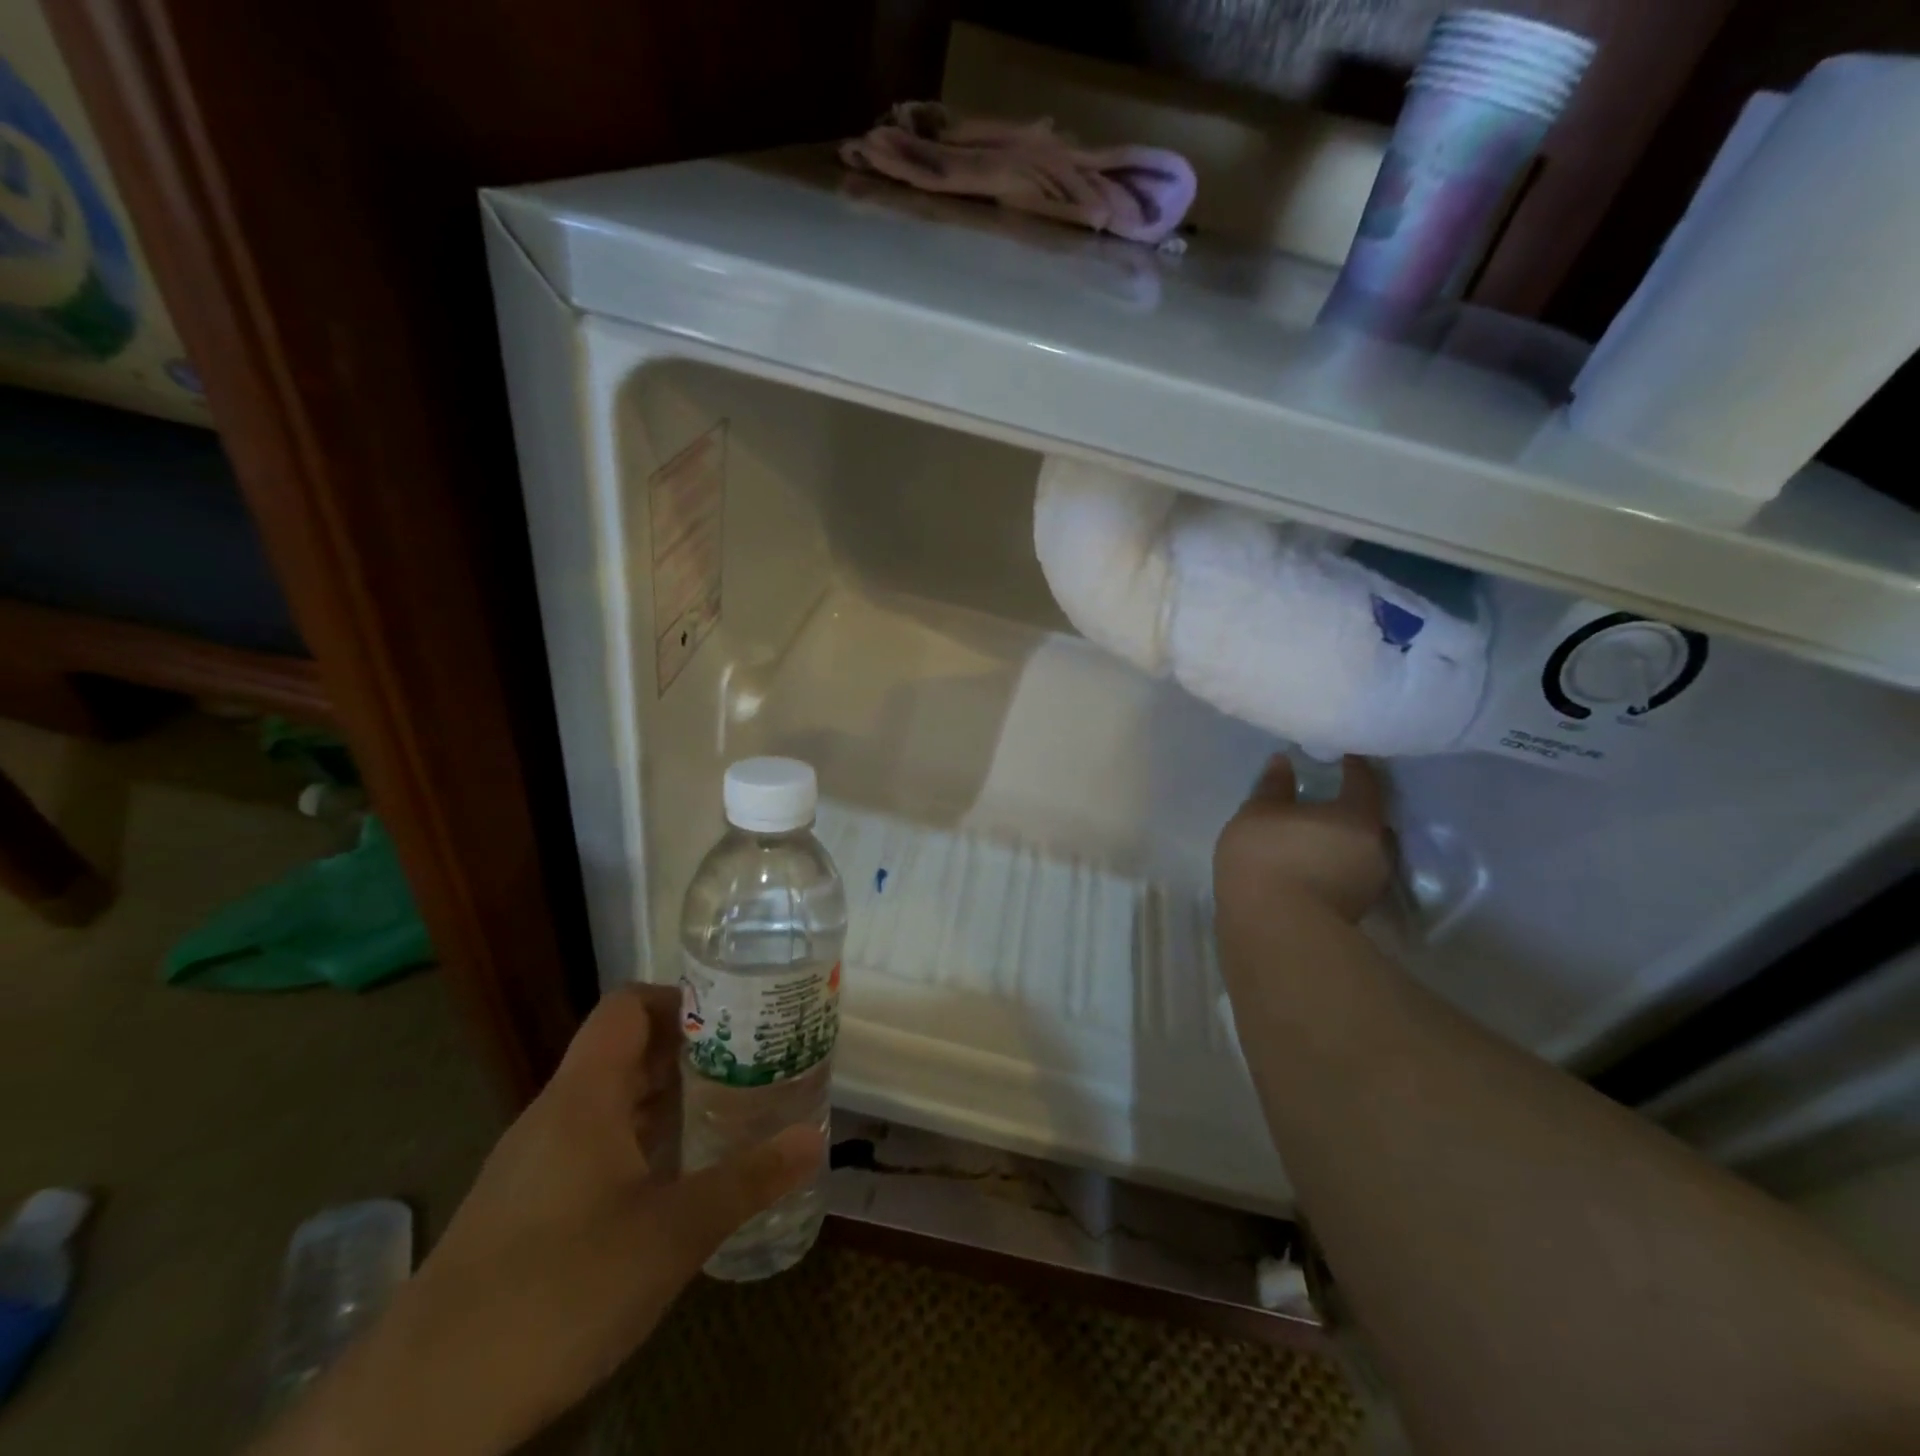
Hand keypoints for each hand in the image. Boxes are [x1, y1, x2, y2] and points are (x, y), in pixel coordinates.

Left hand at [255, 985, 822, 1455]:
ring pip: (611, 1103)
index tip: (735, 1018)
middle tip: (752, 1063)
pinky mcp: (526, 1208)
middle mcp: (556, 1113)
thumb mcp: (672, 1234)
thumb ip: (747, 1180)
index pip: (627, 1006)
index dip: (680, 999)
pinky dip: (640, 1142)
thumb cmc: (558, 1289)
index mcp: (584, 1095)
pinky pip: (594, 1147)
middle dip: (690, 1052)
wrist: (420, 1409)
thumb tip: (816, 1140)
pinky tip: (676, 1179)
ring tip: (728, 1112)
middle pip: (626, 1051)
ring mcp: (535, 1162)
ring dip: (667, 1100)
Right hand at [1214, 755, 1392, 924]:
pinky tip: (1308, 862)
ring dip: (1340, 839)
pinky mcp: (1354, 910)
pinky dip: (1332, 863)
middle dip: (1349, 806)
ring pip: (1359, 849)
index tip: (1341, 755)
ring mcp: (1368, 883)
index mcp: (1358, 815)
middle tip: (1325, 795)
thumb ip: (1273, 786)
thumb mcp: (1258, 813)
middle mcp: (1376, 847)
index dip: (1353, 765)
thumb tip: (1284, 762)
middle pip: (1367, 818)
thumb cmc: (1267, 857)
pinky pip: (1347, 873)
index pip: (1364, 780)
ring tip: (1313, 831)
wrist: (1274, 929)